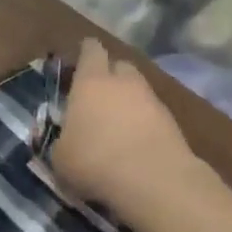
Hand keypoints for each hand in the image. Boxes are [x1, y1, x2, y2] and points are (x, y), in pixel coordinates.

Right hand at [51, 38, 211, 228]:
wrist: (153, 180)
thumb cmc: (94, 160)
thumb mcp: (59, 156)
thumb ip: (61, 140)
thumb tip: (65, 140)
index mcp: (90, 82)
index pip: (91, 51)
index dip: (86, 52)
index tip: (80, 58)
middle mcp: (123, 83)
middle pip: (119, 65)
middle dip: (109, 75)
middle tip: (97, 94)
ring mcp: (152, 100)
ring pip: (138, 90)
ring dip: (128, 100)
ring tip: (116, 123)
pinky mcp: (172, 122)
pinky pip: (152, 113)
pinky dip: (143, 122)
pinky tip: (134, 142)